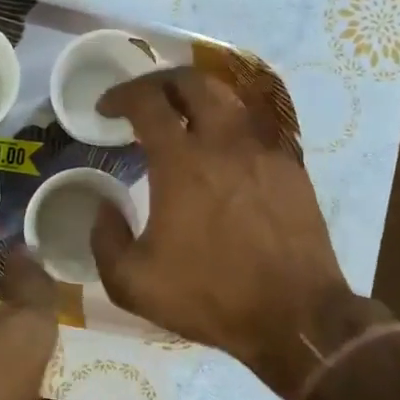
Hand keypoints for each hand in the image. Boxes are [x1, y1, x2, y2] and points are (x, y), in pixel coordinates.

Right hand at [91, 67, 370, 394]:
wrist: (295, 317)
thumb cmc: (210, 296)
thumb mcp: (132, 283)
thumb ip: (105, 239)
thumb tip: (104, 206)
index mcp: (182, 163)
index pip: (147, 102)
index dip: (121, 95)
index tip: (106, 108)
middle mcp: (224, 143)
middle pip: (192, 82)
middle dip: (160, 82)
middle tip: (143, 100)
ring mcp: (263, 151)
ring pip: (229, 98)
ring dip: (197, 97)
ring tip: (181, 116)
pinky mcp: (290, 168)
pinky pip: (255, 128)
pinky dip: (228, 125)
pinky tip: (221, 150)